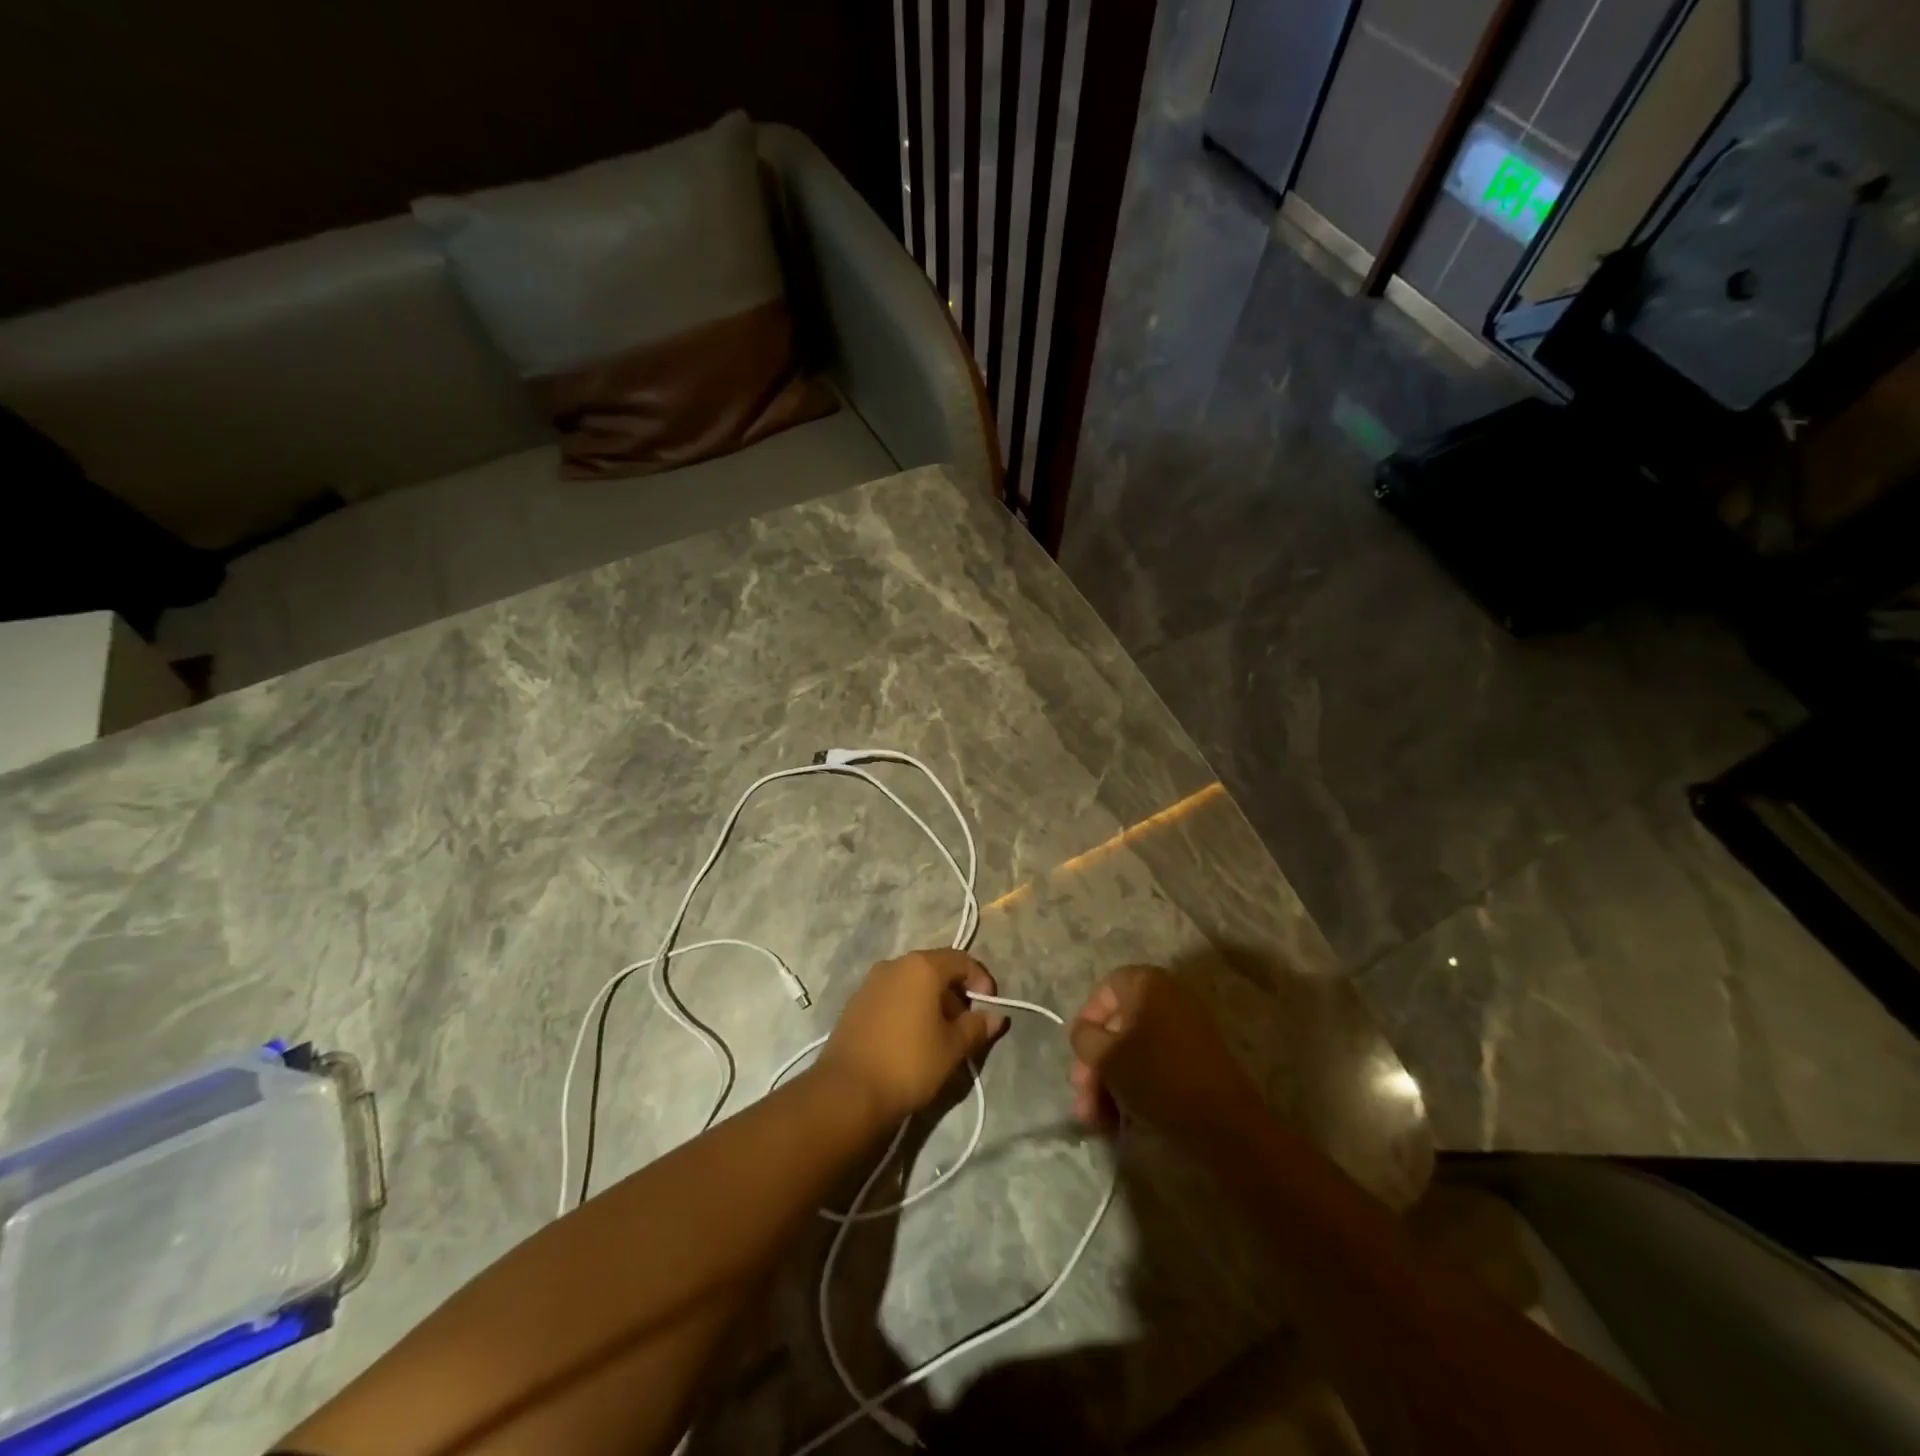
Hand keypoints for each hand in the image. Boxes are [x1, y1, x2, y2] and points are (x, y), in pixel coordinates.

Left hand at [817, 950, 1008, 1124]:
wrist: (848, 1092)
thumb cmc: (909, 1063)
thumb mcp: (952, 1047)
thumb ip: (977, 1026)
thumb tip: (996, 1016)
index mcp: (922, 966)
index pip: (962, 960)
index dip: (981, 980)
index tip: (989, 1007)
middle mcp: (895, 964)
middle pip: (936, 968)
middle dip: (956, 992)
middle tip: (966, 1024)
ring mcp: (871, 982)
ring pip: (912, 982)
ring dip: (932, 1000)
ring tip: (940, 1034)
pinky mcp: (856, 1002)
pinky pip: (893, 995)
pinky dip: (909, 1007)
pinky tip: (912, 1038)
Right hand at [1068, 965, 1263, 1136]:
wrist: (1224, 1125)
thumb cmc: (1158, 1077)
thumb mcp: (1106, 1055)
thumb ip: (1085, 1037)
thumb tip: (1086, 1033)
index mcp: (1149, 984)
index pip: (1106, 989)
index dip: (1088, 1020)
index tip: (1080, 1054)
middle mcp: (1169, 998)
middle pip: (1118, 1024)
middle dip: (1095, 1062)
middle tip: (1083, 1096)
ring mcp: (1186, 1030)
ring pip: (1133, 1050)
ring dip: (1109, 1082)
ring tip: (1096, 1119)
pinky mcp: (1196, 1062)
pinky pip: (1155, 1065)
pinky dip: (1134, 1087)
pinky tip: (1119, 1118)